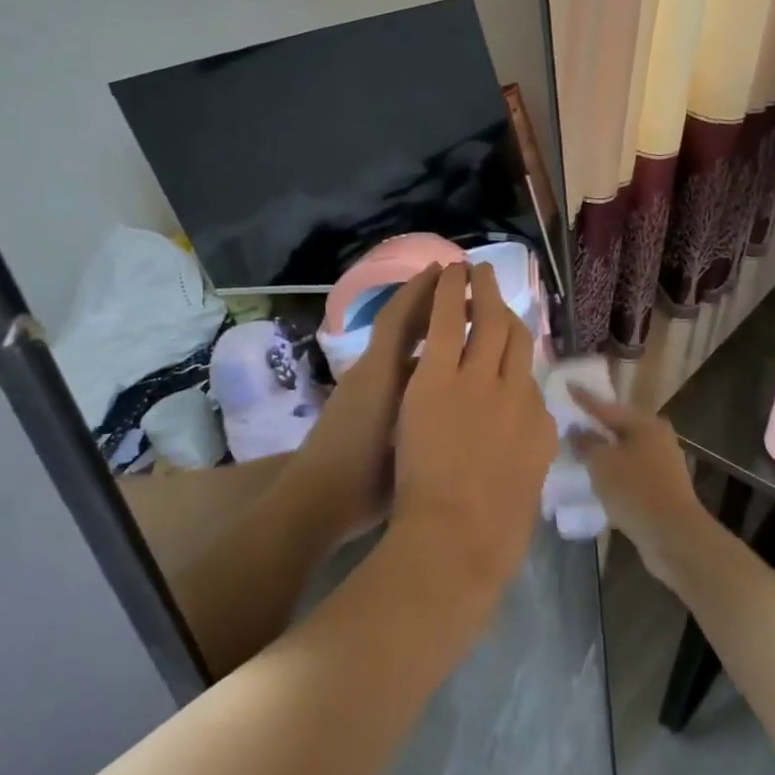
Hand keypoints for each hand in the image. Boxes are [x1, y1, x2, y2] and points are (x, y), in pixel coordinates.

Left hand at [284, 265, 441, 543]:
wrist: (315, 504)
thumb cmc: (363, 474)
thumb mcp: (403, 435)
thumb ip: (427, 401)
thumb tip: (456, 367)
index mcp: (380, 372)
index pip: (399, 317)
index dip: (421, 291)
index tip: (447, 270)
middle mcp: (370, 372)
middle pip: (397, 325)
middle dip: (424, 302)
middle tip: (459, 288)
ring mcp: (362, 389)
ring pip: (397, 349)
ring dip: (423, 332)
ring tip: (459, 326)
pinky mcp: (359, 407)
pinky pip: (394, 370)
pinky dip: (416, 360)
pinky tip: (439, 373)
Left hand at [390, 262, 555, 600]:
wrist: (458, 541)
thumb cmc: (490, 537)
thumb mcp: (524, 495)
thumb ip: (526, 462)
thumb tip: (528, 446)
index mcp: (537, 427)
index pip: (530, 378)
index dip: (518, 353)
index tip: (508, 340)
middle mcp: (518, 393)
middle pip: (516, 339)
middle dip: (506, 309)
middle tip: (497, 286)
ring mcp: (479, 381)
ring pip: (488, 321)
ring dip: (482, 291)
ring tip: (476, 269)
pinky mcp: (440, 376)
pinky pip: (448, 321)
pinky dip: (450, 293)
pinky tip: (450, 272)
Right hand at [573, 390, 714, 593]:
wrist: (674, 536)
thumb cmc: (635, 491)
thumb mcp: (602, 463)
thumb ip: (586, 443)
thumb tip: (577, 430)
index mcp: (645, 425)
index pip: (607, 407)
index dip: (584, 399)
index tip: (567, 386)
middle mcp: (658, 439)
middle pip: (620, 427)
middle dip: (597, 426)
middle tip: (572, 420)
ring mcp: (663, 465)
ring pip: (626, 451)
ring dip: (605, 452)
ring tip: (580, 451)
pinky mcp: (662, 488)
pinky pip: (631, 472)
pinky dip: (614, 472)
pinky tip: (599, 479)